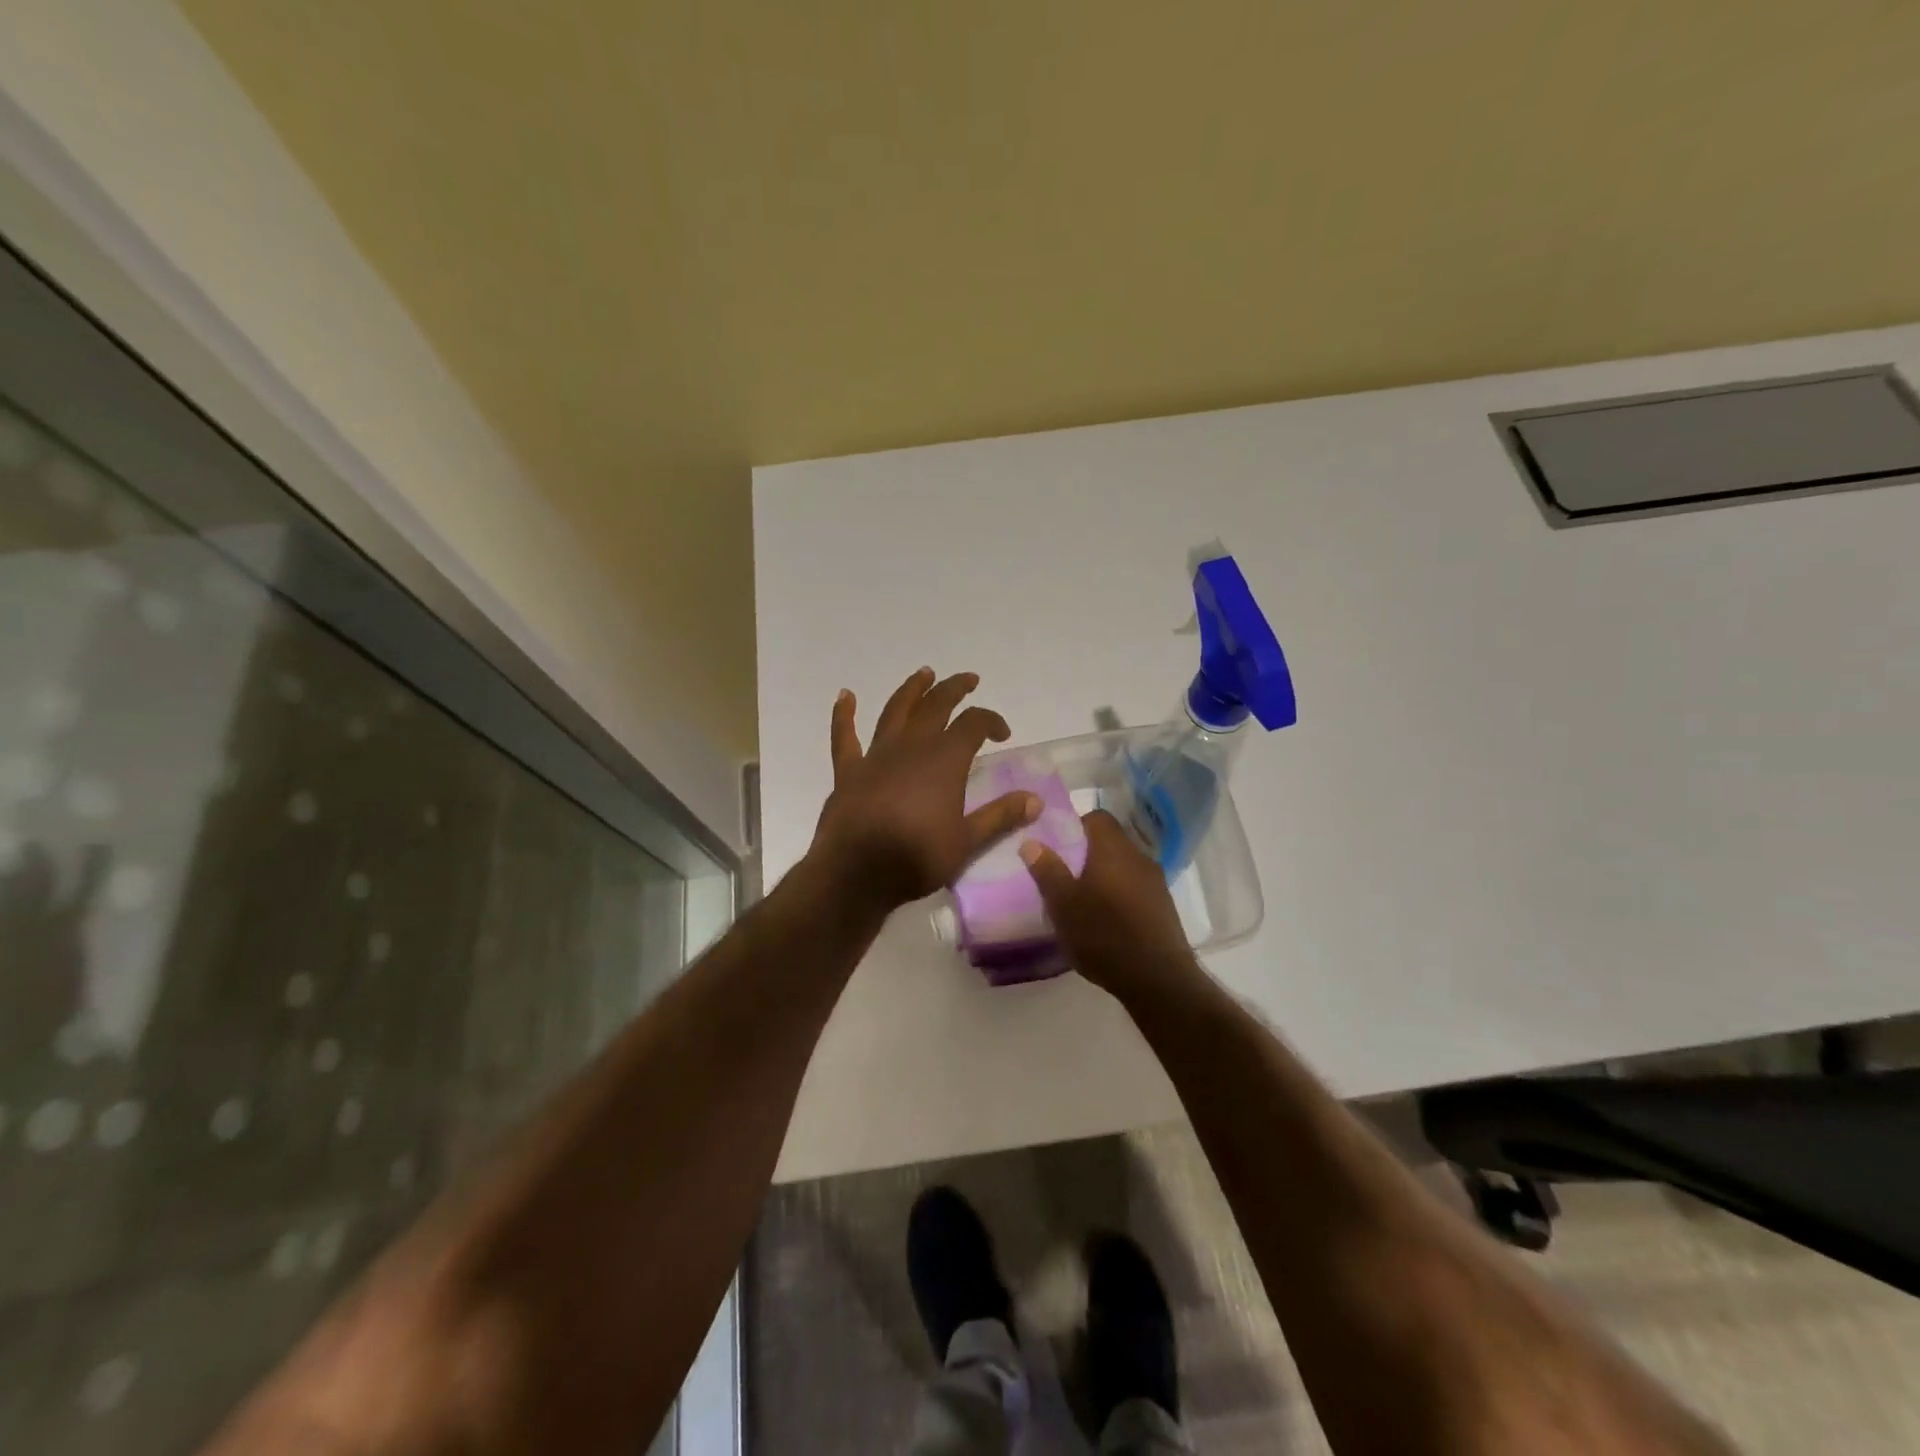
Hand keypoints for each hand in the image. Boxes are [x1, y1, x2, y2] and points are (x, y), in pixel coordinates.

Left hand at [809, 668, 1040, 914]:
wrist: (857, 873)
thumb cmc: (917, 857)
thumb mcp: (967, 842)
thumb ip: (1000, 816)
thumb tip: (1035, 800)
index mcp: (944, 760)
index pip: (974, 724)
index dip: (991, 721)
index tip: (1002, 733)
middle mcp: (911, 747)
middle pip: (936, 706)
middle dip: (954, 689)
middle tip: (968, 680)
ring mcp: (876, 755)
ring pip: (896, 711)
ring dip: (911, 689)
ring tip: (924, 673)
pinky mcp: (848, 770)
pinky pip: (844, 736)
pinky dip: (844, 715)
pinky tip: (844, 696)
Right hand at [1020, 810, 1201, 1003]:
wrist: (1157, 979)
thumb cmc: (1103, 935)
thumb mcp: (1063, 905)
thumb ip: (1047, 870)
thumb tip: (1031, 842)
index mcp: (1113, 850)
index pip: (1097, 818)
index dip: (1076, 826)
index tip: (1058, 846)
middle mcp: (1139, 857)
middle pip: (1111, 842)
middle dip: (1088, 854)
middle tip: (1065, 876)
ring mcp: (1156, 882)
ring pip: (1124, 866)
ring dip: (1105, 876)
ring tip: (1084, 901)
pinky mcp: (1164, 906)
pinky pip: (1136, 887)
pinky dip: (1120, 895)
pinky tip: (1108, 921)